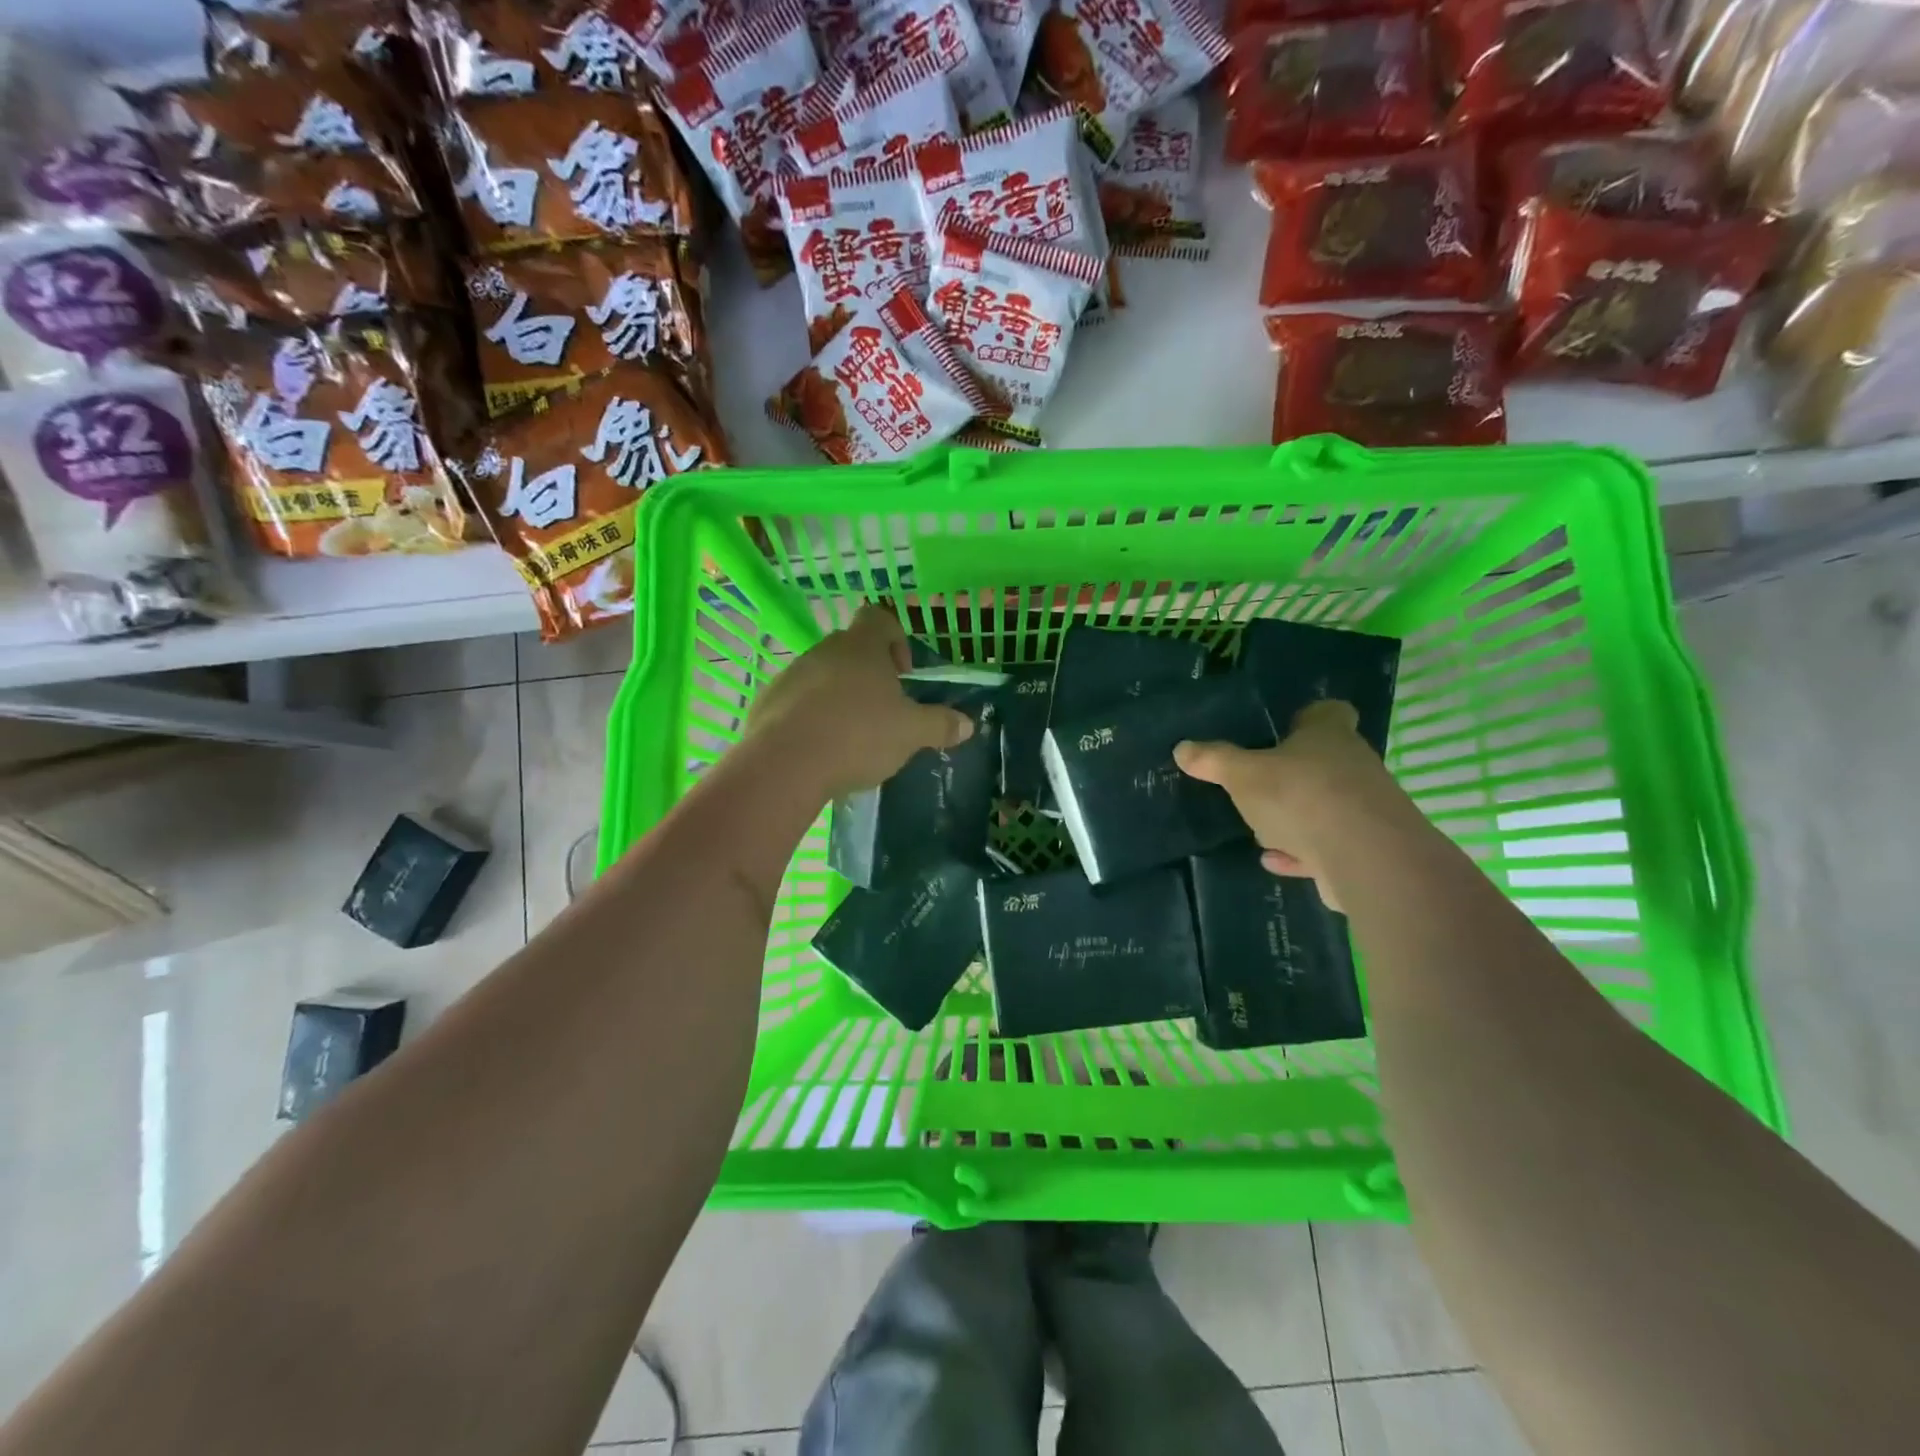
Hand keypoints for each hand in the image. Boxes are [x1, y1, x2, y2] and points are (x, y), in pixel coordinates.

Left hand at [745, 604, 973, 799]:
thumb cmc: (857, 735)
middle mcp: (824, 650)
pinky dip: (811, 717)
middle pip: (851, 649)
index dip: (896, 640)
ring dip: (838, 697)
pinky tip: (820, 749)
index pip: (880, 618)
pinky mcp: (767, 702)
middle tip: (882, 712)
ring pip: (822, 676)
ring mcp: (791, 674)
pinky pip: (796, 701)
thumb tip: (968, 724)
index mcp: (861, 647)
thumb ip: (940, 725)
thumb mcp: (911, 734)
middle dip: (869, 676)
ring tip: (850, 736)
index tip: (903, 675)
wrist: (784, 764)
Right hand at [1174, 700, 1399, 909]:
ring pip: (1325, 805)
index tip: (1287, 726)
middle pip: (1324, 761)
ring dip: (1296, 817)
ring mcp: (1363, 809)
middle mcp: (1353, 766)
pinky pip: (1326, 845)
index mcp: (1328, 736)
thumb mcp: (1243, 775)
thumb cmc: (1301, 797)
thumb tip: (1182, 748)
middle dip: (1292, 773)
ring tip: (1260, 828)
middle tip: (1256, 782)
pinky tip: (1274, 860)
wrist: (1365, 859)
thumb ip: (1214, 761)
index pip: (1329, 712)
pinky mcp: (1364, 850)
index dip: (1309, 716)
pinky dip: (1301, 852)